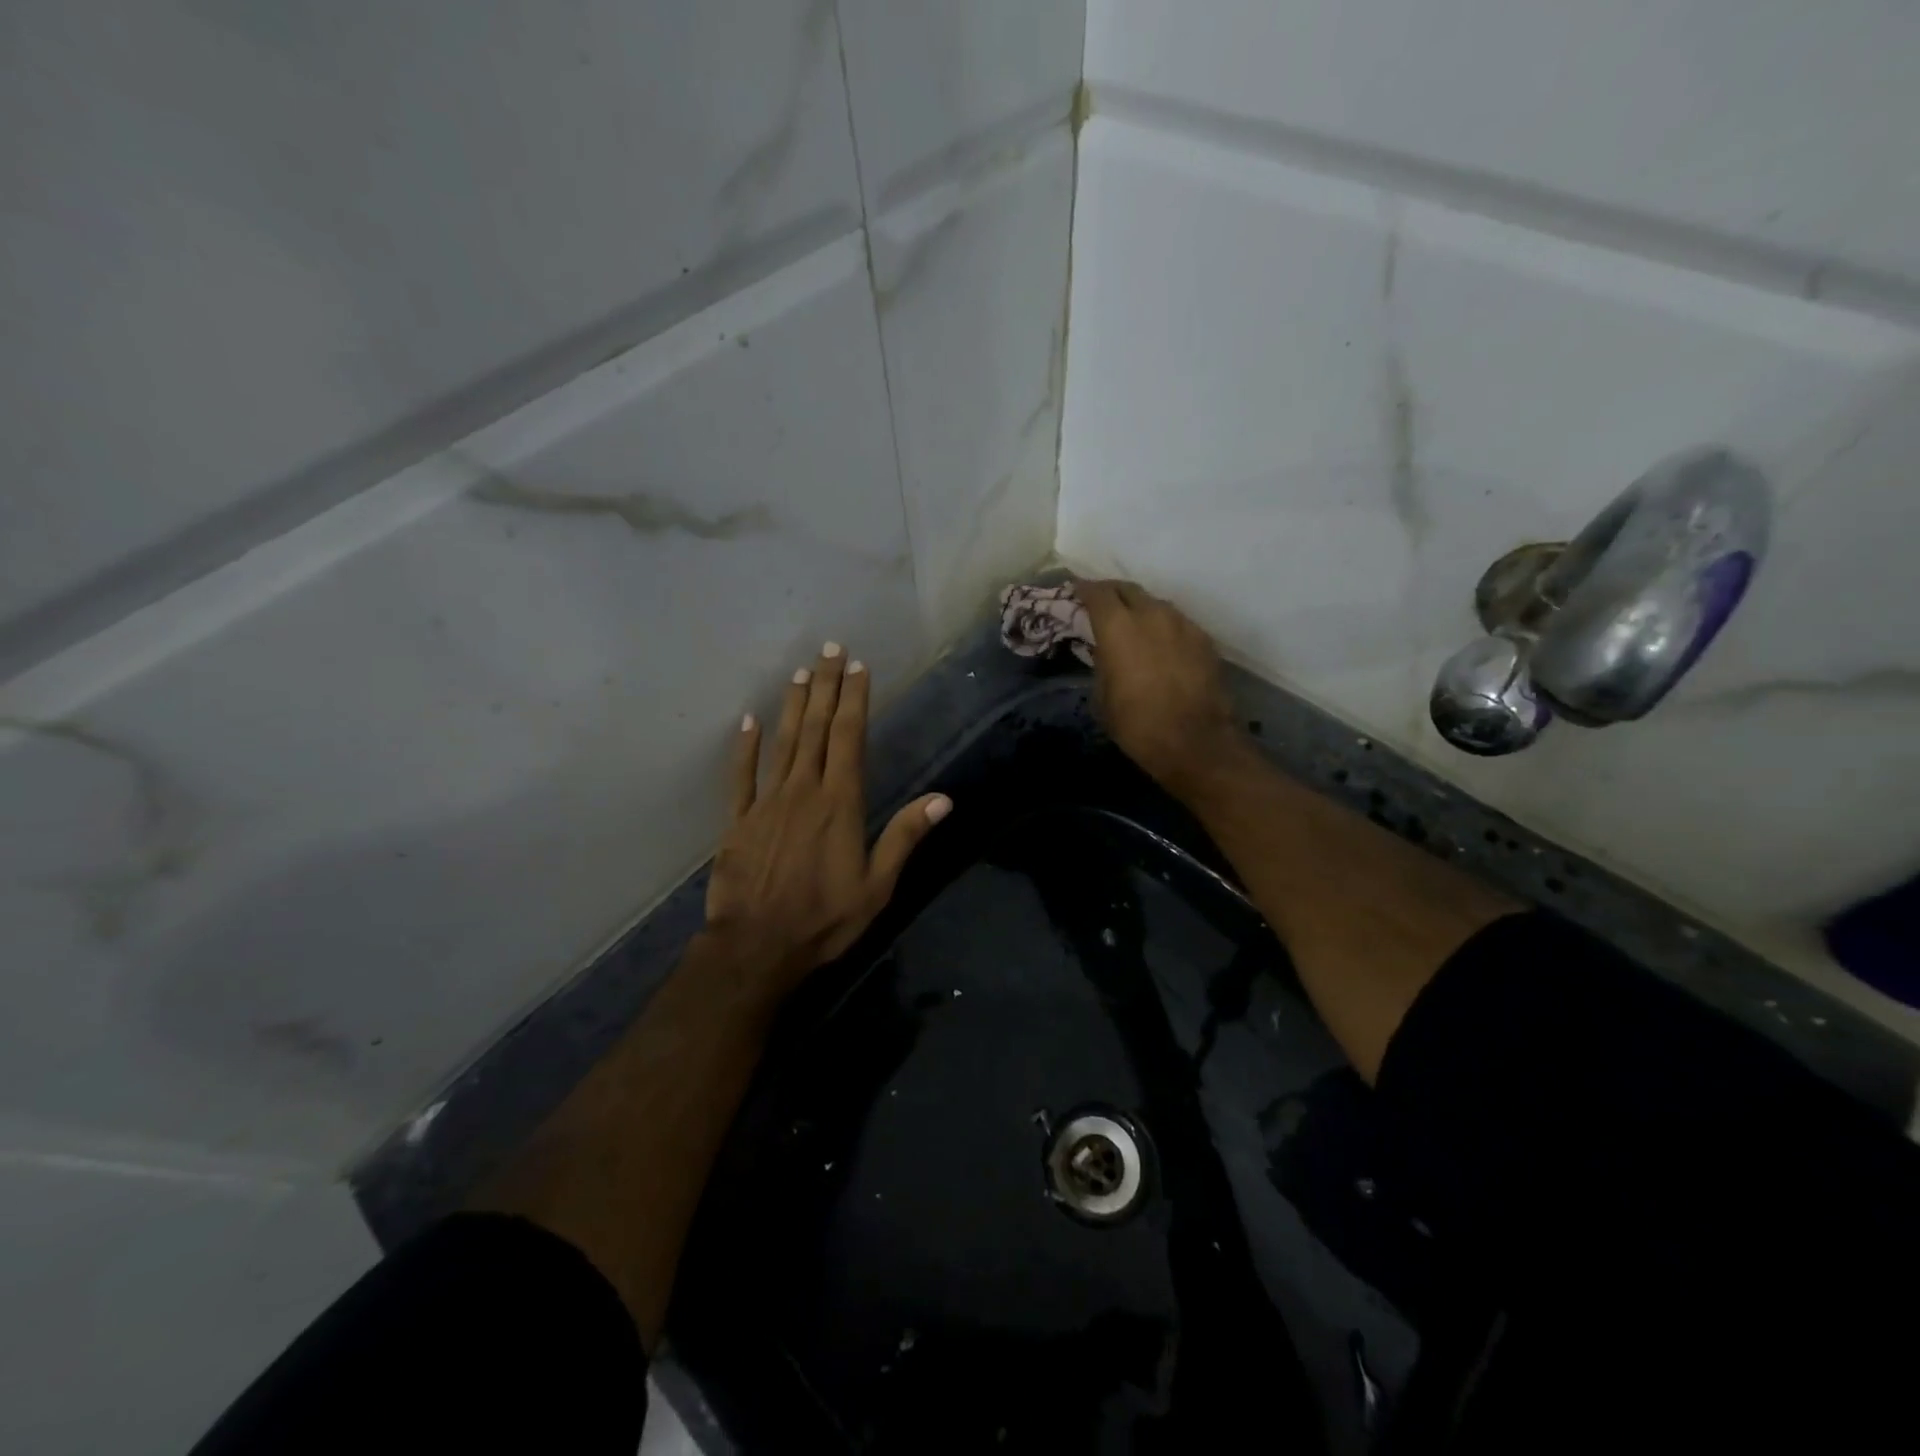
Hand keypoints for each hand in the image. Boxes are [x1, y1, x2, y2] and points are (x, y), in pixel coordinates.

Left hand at [704, 643, 950, 997]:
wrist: (756, 947)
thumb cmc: (824, 918)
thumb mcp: (877, 886)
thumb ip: (904, 837)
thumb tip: (943, 799)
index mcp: (840, 803)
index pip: (849, 738)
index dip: (855, 700)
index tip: (858, 667)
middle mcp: (803, 790)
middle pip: (817, 729)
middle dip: (827, 687)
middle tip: (830, 649)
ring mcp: (766, 802)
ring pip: (783, 742)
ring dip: (793, 705)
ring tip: (801, 672)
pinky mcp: (738, 820)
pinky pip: (741, 775)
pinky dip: (745, 746)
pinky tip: (749, 720)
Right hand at [1077, 580, 1246, 791]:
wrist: (1196, 741)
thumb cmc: (1138, 724)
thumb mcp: (1102, 696)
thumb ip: (1102, 663)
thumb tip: (1106, 652)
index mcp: (1118, 626)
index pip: (1097, 592)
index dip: (1084, 589)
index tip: (1076, 592)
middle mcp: (1151, 614)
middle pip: (1128, 589)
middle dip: (1112, 593)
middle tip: (1102, 605)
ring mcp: (1182, 623)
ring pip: (1155, 604)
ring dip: (1140, 609)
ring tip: (1132, 625)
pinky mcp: (1204, 639)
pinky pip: (1177, 622)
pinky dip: (1163, 627)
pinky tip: (1160, 644)